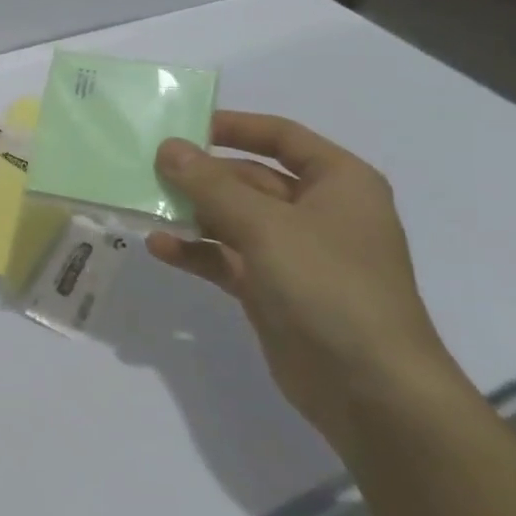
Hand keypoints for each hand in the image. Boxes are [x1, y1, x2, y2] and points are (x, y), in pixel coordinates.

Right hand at [147, 111, 472, 445]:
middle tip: (149, 170)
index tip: (184, 126)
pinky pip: (227, 258)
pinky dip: (196, 251)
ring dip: (193, 214)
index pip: (282, 137)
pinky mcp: (272, 290)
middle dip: (202, 176)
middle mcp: (319, 212)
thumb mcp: (266, 225)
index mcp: (338, 183)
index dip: (235, 127)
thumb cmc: (328, 285)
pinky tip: (159, 248)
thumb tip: (168, 147)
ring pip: (234, 220)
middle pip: (251, 179)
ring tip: (146, 208)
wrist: (369, 388)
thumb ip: (211, 184)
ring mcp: (295, 254)